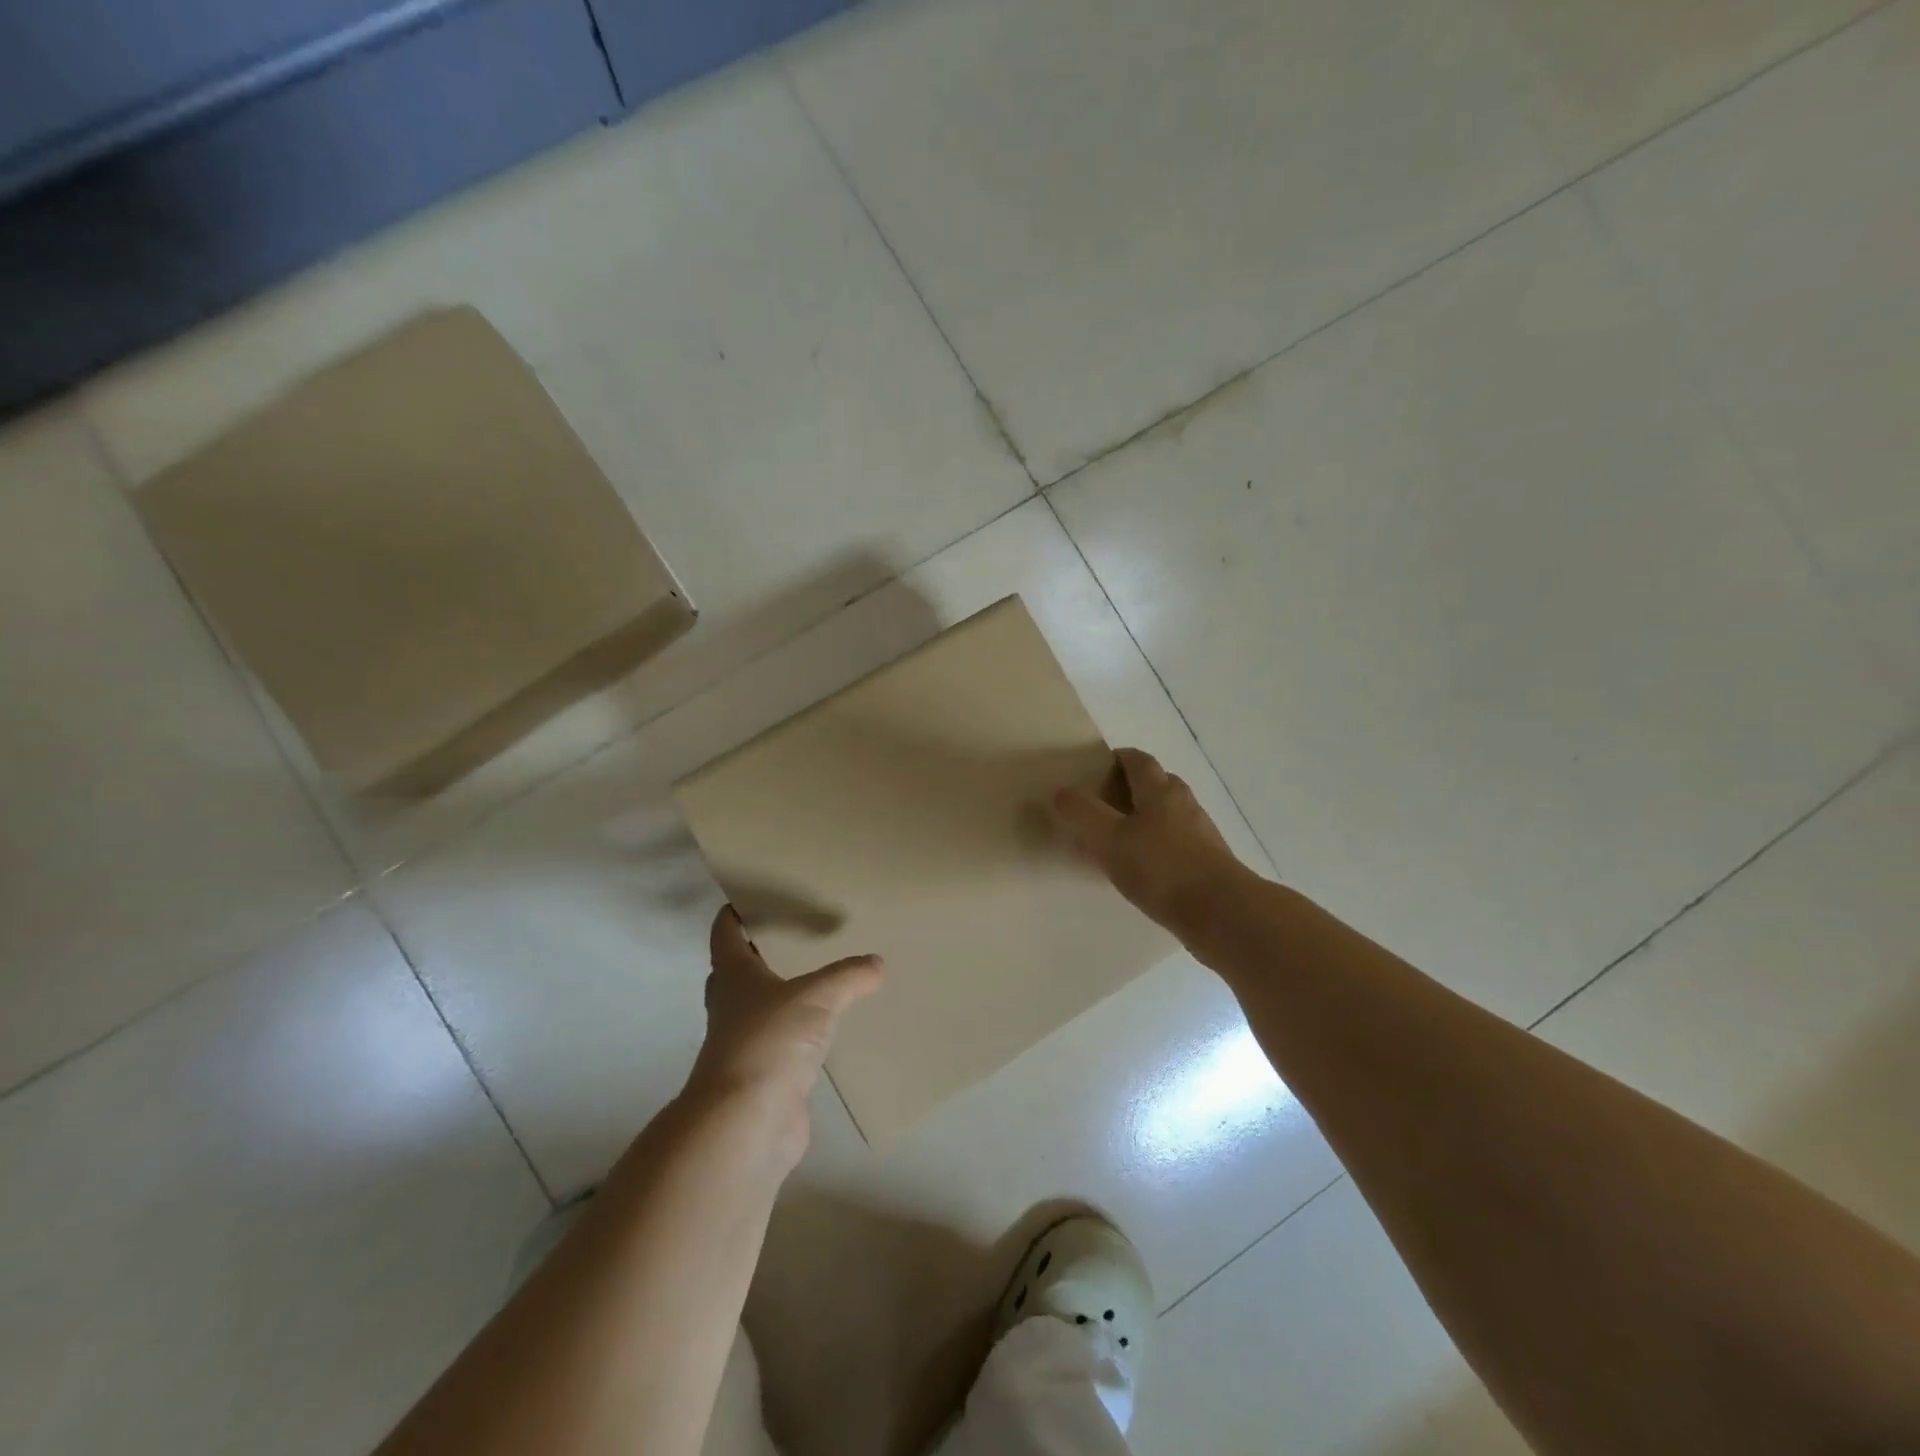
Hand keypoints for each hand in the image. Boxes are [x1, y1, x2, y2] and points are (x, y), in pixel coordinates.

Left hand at [686, 905, 882, 1163]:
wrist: (748, 1122)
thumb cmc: (770, 1041)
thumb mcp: (816, 997)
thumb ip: (848, 976)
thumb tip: (876, 963)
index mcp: (734, 977)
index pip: (726, 934)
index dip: (734, 914)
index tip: (750, 896)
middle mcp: (732, 1007)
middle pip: (738, 971)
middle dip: (759, 953)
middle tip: (795, 934)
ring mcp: (746, 1044)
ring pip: (761, 1008)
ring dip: (782, 994)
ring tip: (821, 977)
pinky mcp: (764, 1076)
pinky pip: (783, 1043)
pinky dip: (801, 1032)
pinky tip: (828, 1028)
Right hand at [1051, 747, 1249, 939]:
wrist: (1222, 914)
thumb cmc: (1161, 869)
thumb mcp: (1109, 840)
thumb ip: (1082, 813)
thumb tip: (1062, 791)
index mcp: (1160, 792)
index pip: (1139, 761)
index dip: (1120, 758)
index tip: (1100, 765)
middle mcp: (1184, 805)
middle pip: (1160, 783)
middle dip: (1135, 786)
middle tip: (1107, 800)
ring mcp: (1202, 835)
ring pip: (1172, 814)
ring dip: (1149, 818)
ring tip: (1122, 837)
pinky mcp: (1210, 863)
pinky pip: (1180, 843)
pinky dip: (1161, 846)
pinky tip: (1146, 869)